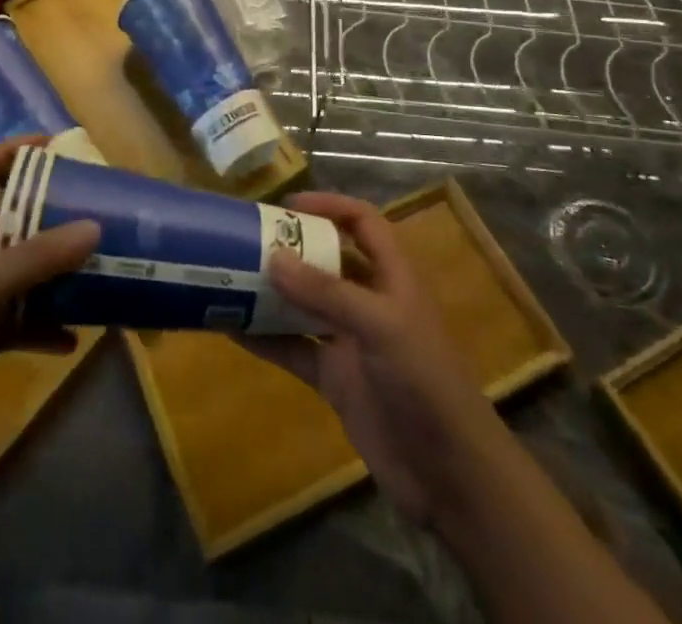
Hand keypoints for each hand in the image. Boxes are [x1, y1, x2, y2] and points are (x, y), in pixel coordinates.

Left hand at [0, 138, 99, 466]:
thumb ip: (40, 256)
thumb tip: (94, 227)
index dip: (13, 150)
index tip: (53, 146)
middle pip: (11, 219)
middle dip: (50, 216)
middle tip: (91, 212)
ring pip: (21, 272)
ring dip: (54, 275)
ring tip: (94, 273)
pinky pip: (20, 321)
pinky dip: (44, 327)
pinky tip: (71, 339)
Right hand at [245, 193, 508, 525]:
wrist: (450, 476)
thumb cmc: (425, 383)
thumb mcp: (381, 326)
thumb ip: (326, 293)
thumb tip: (272, 257)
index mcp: (392, 277)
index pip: (363, 223)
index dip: (329, 206)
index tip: (286, 205)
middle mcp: (371, 302)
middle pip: (328, 260)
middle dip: (292, 248)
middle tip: (246, 239)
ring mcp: (352, 341)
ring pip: (306, 304)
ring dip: (274, 292)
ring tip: (230, 277)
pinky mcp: (336, 379)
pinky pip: (295, 349)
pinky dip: (267, 339)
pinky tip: (233, 330)